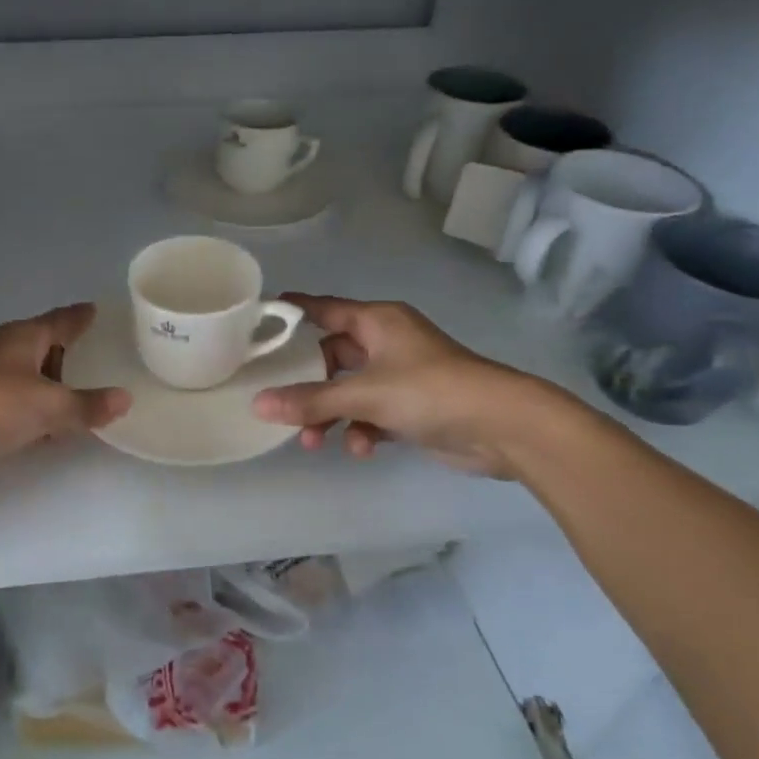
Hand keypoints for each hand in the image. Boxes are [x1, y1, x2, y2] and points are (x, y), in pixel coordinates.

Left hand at [0, 303, 130, 483]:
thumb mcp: (46, 404)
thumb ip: (86, 405)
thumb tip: (126, 398)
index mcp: (23, 338)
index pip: (60, 321)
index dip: (79, 317)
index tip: (96, 309)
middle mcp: (5, 355)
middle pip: (44, 349)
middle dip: (69, 355)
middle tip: (102, 361)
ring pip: (30, 382)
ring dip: (52, 390)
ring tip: (85, 398)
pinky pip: (18, 411)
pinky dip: (37, 417)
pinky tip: (52, 432)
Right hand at [250, 295, 556, 477]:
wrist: (502, 426)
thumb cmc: (430, 391)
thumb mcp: (364, 395)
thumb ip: (310, 401)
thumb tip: (257, 404)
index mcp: (377, 321)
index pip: (323, 309)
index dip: (291, 312)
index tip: (256, 321)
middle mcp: (386, 342)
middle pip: (331, 357)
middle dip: (308, 386)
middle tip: (280, 405)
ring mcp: (400, 375)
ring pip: (348, 391)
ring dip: (330, 415)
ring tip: (314, 442)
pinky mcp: (411, 407)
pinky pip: (371, 414)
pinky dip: (361, 430)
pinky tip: (362, 449)